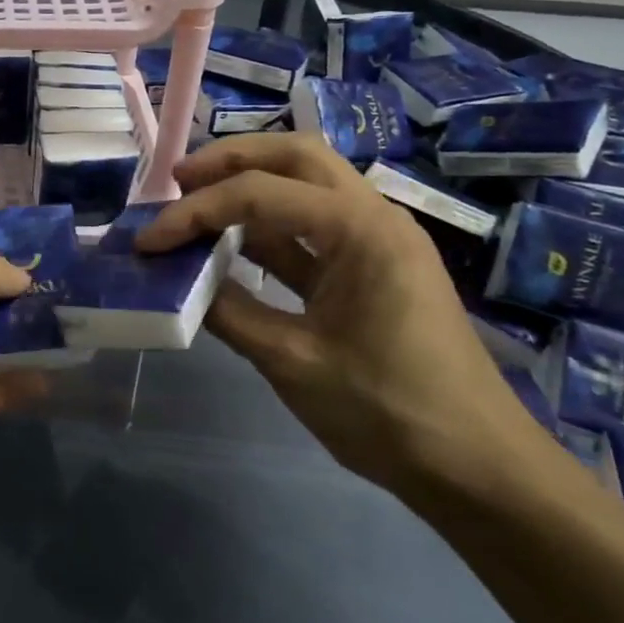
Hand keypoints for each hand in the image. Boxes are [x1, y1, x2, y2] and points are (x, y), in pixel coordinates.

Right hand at [136, 133, 540, 497]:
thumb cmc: (387, 411)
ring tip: (195, 203)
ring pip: (307, 186)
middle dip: (231, 161)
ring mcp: (376, 241)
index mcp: (361, 230)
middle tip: (177, 182)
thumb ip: (229, 312)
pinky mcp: (372, 268)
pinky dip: (268, 228)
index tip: (149, 241)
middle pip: (296, 157)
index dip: (196, 212)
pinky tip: (230, 245)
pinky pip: (312, 228)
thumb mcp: (293, 362)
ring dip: (251, 186)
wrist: (474, 465)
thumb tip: (179, 282)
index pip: (262, 194)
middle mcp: (373, 217)